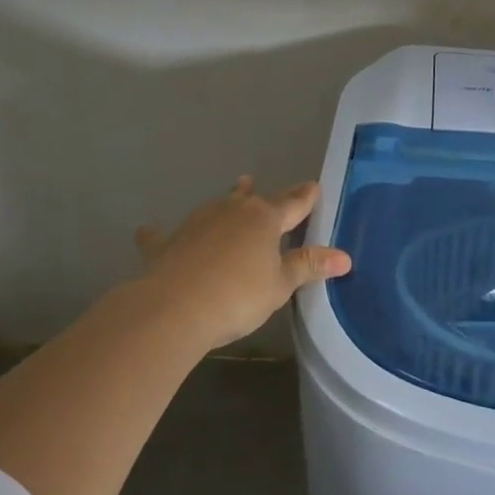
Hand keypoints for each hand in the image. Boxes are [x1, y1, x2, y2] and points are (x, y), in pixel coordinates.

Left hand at [133, 177, 351, 349]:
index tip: (314, 187)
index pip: (293, 204)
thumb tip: (344, 256)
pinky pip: (164, 234)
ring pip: (217, 206)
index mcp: (265, 219)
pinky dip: (162, 232)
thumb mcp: (280, 285)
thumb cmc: (238, 295)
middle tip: (266, 186)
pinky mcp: (166, 243)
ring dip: (227, 202)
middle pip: (253, 200)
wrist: (174, 308)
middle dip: (264, 195)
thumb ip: (309, 266)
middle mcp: (232, 211)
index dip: (306, 197)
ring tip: (234, 191)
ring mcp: (196, 223)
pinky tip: (150, 229)